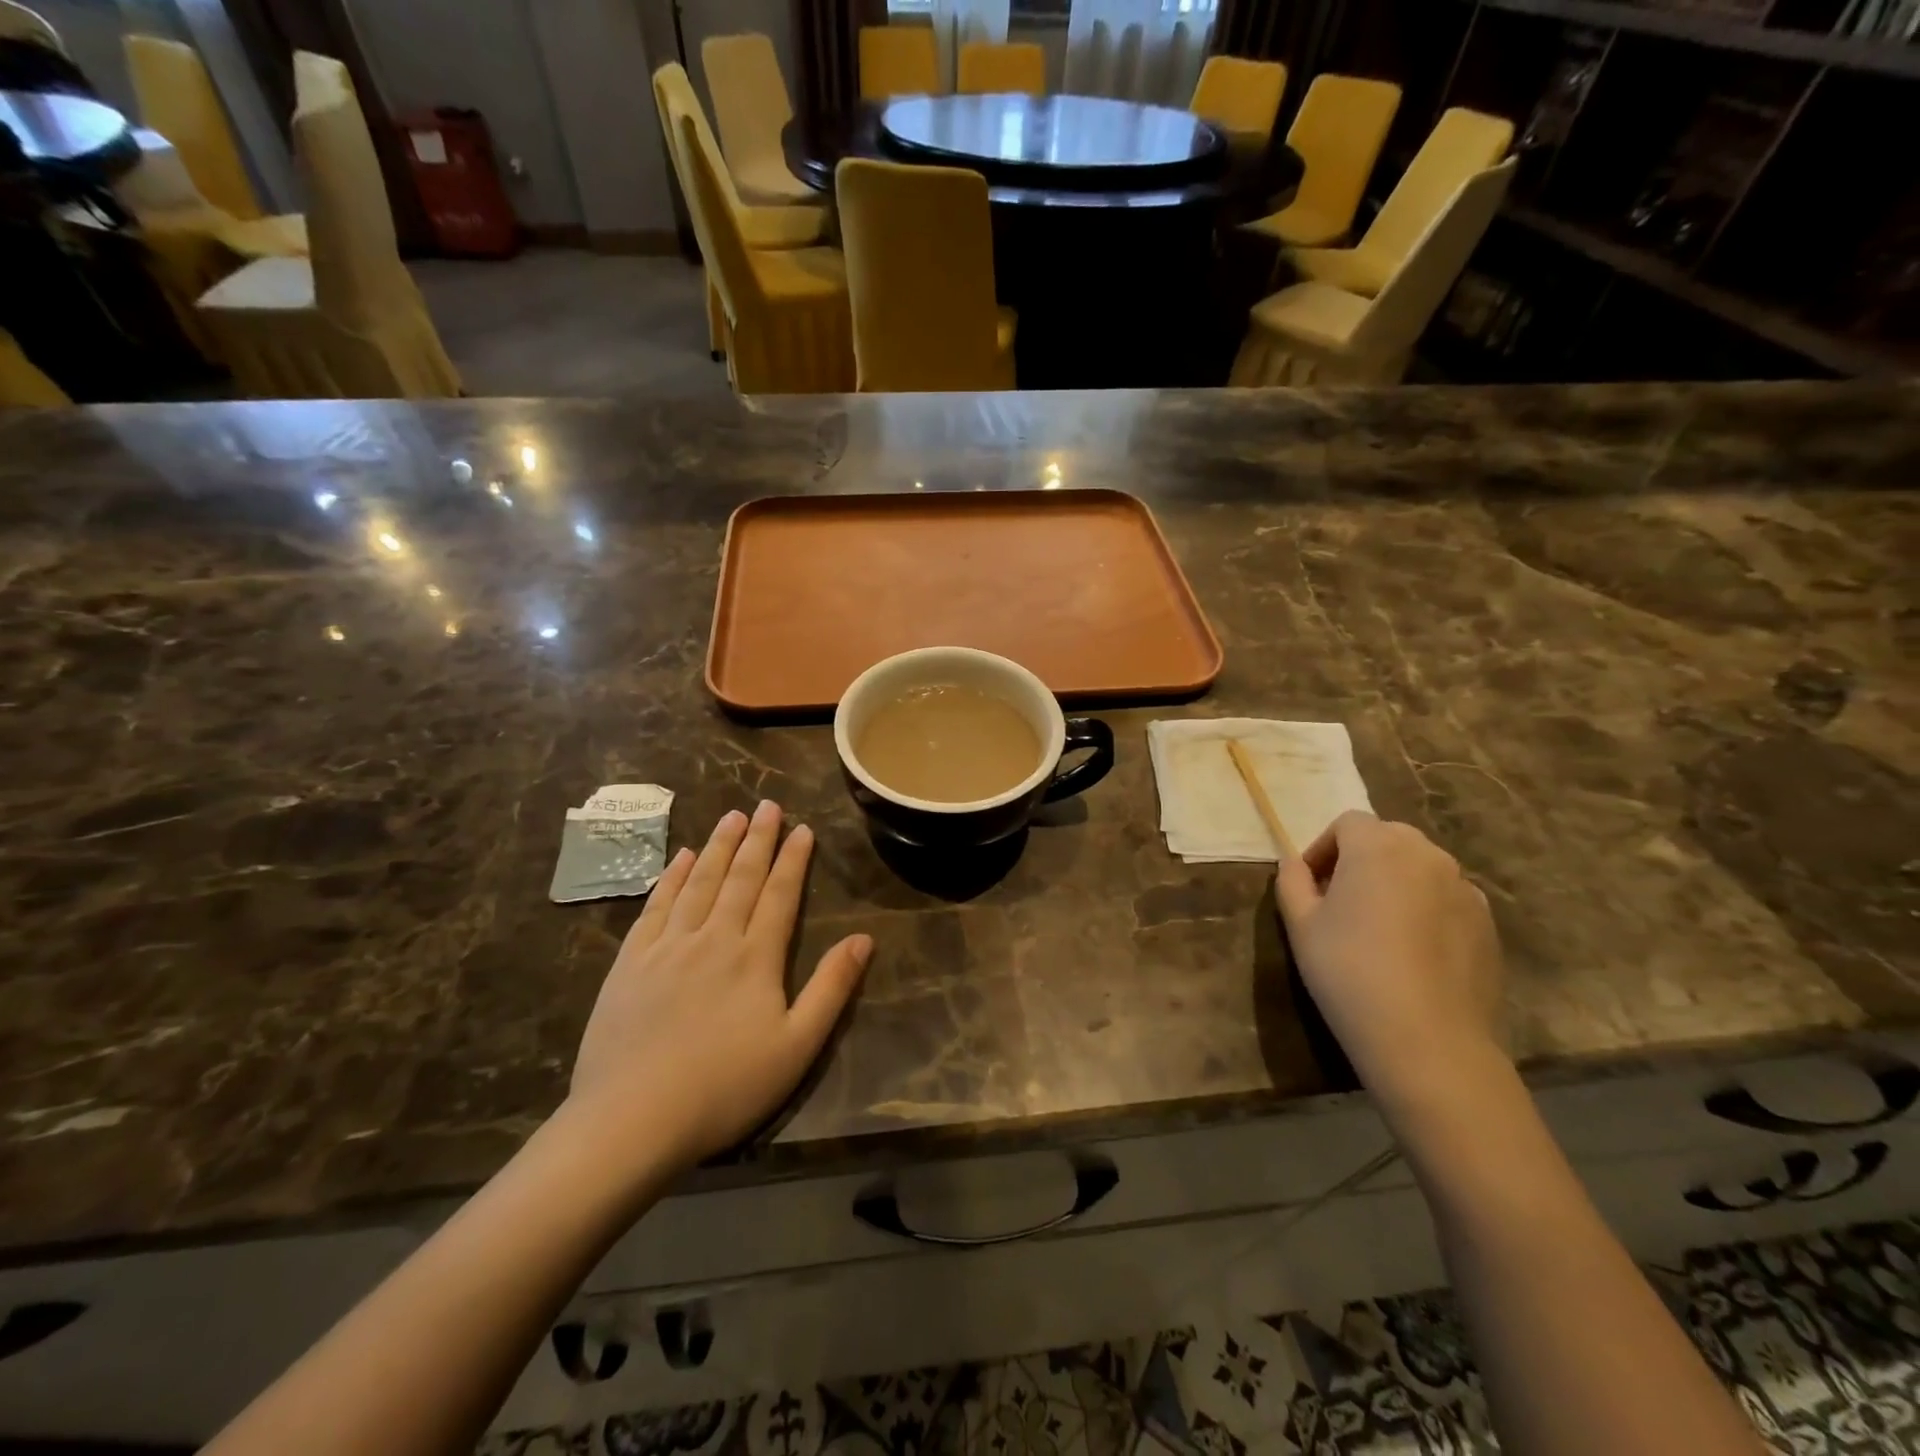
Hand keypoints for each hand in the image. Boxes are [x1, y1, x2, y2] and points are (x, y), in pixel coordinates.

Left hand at [567, 801, 871, 1175]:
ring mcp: (667, 947)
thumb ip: (831, 988)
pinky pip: (655, 906)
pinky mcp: (630, 962)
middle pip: (740, 878)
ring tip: (731, 816)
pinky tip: (679, 858)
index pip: (780, 894)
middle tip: (768, 805)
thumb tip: (863, 939)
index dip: (793, 859)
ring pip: (698, 882)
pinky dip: (670, 877)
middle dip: (758, 839)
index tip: (803, 828)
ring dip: (717, 846)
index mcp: (755, 957)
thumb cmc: (725, 1088)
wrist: (632, 1120)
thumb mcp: (797, 1046)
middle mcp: (713, 938)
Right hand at [1275, 811, 1505, 1115]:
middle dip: (1360, 859)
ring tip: (1377, 926)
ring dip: (1395, 881)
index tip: (1310, 884)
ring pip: (1420, 868)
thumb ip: (1292, 881)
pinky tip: (1411, 951)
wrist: (1427, 1040)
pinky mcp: (1487, 924)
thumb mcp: (1300, 925)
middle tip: (1340, 900)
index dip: (1323, 848)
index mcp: (1378, 847)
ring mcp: (1465, 889)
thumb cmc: (1348, 971)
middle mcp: (1427, 856)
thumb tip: (1293, 863)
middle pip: (1388, 838)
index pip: (1348, 824)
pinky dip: (1425, 908)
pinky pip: (1446, 899)